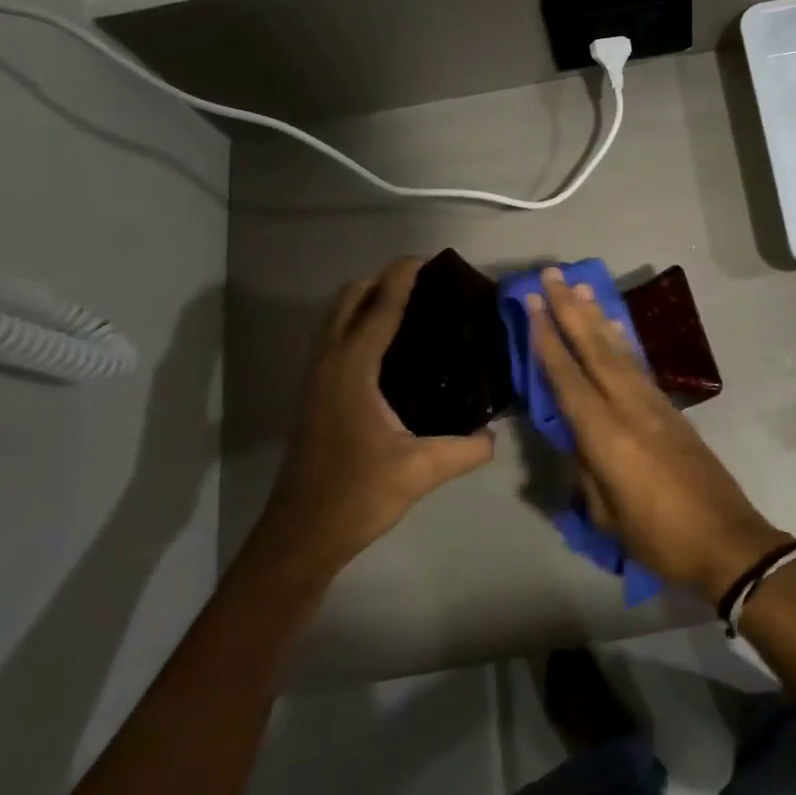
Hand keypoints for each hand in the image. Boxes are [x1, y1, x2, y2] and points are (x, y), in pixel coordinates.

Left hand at [264, 258, 494, 572]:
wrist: (301, 535)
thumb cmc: (357, 495)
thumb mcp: (421, 471)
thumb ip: (466, 449)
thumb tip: (494, 435)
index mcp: (352, 369)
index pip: (380, 307)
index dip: (404, 276)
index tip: (431, 258)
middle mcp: (329, 363)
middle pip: (349, 298)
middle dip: (383, 279)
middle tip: (426, 283)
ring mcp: (316, 378)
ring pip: (337, 317)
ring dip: (368, 299)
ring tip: (412, 306)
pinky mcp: (315, 394)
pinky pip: (336, 338)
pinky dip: (359, 323)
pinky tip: (391, 348)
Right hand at [526, 267, 787, 603]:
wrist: (727, 541)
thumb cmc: (660, 537)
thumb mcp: (607, 514)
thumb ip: (586, 472)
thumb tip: (577, 444)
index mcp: (606, 435)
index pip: (568, 378)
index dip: (547, 340)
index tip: (533, 304)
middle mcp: (629, 407)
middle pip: (594, 350)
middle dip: (571, 310)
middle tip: (552, 274)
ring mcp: (654, 405)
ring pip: (619, 351)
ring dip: (597, 316)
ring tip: (582, 286)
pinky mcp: (671, 410)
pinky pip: (638, 365)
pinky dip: (623, 341)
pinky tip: (616, 326)